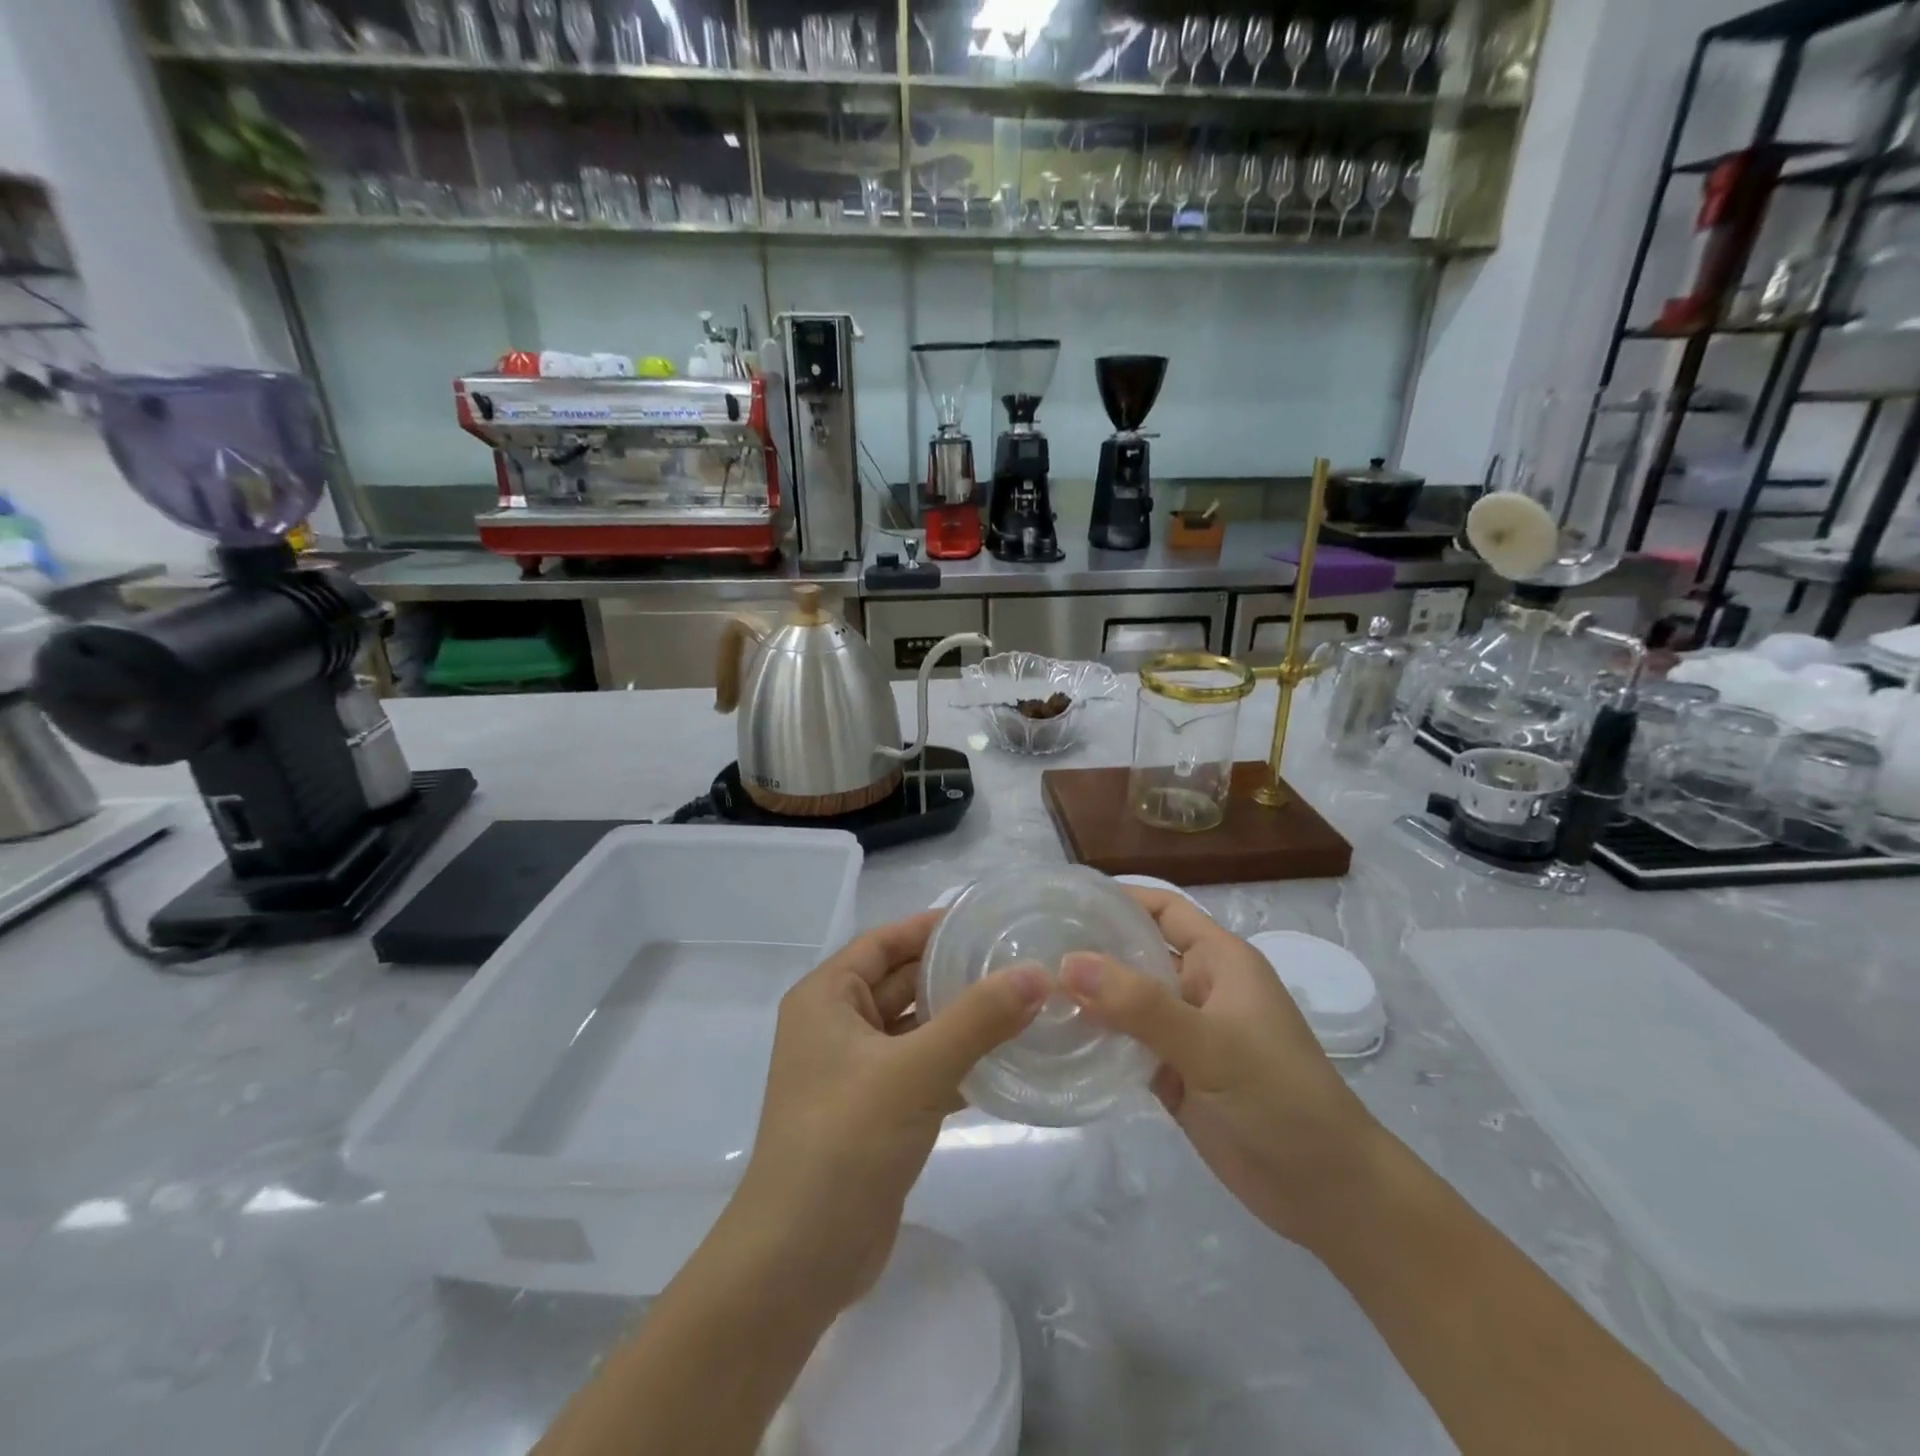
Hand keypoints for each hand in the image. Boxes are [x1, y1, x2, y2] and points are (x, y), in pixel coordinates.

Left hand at [728, 910, 1047, 1312]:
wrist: (798, 1262)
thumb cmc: (844, 1142)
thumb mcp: (915, 1071)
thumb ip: (978, 1019)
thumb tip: (1038, 973)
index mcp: (827, 998)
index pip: (884, 942)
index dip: (931, 926)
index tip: (987, 919)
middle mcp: (837, 1026)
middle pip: (903, 982)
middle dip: (954, 973)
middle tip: (1018, 961)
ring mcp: (857, 1072)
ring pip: (917, 1029)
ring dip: (962, 1020)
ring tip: (1025, 1005)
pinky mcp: (877, 1112)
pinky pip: (923, 1070)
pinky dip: (958, 1064)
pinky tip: (1008, 1062)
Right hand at [1060, 889, 1383, 1247]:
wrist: (1328, 1195)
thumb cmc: (1281, 1100)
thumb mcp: (1212, 1046)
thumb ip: (1140, 1004)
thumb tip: (1066, 962)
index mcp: (1219, 961)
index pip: (1163, 909)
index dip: (1118, 898)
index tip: (1062, 901)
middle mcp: (1199, 987)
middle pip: (1137, 952)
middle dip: (1090, 948)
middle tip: (1028, 949)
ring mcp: (1185, 1033)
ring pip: (1127, 1001)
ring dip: (1088, 996)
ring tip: (1030, 991)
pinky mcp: (1174, 1074)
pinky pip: (1127, 1044)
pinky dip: (1097, 1039)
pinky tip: (1057, 1039)